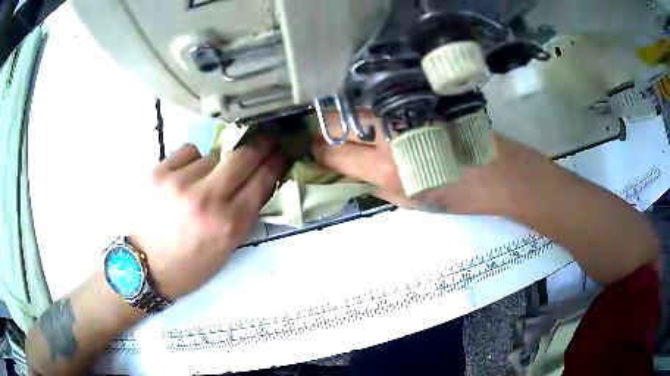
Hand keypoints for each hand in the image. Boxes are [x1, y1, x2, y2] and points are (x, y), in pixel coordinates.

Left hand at [130, 137, 285, 299]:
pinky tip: (185, 176)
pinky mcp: (159, 172)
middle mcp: (207, 199)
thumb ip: (244, 216)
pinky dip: (193, 160)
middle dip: (260, 143)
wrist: (145, 267)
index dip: (277, 162)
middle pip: (244, 156)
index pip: (263, 181)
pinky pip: (189, 151)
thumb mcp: (227, 250)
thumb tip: (258, 183)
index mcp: (229, 224)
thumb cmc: (190, 266)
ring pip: (213, 154)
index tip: (282, 150)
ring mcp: (181, 182)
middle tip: (267, 135)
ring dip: (217, 163)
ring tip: (204, 181)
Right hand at [312, 111, 554, 217]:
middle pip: (336, 119)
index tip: (314, 153)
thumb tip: (347, 169)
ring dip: (344, 117)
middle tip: (325, 138)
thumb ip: (372, 184)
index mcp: (386, 167)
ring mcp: (402, 110)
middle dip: (323, 129)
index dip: (317, 152)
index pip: (331, 152)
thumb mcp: (408, 203)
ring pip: (355, 106)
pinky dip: (367, 110)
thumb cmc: (457, 195)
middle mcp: (388, 133)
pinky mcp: (415, 98)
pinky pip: (378, 102)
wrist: (498, 172)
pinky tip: (371, 119)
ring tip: (347, 130)